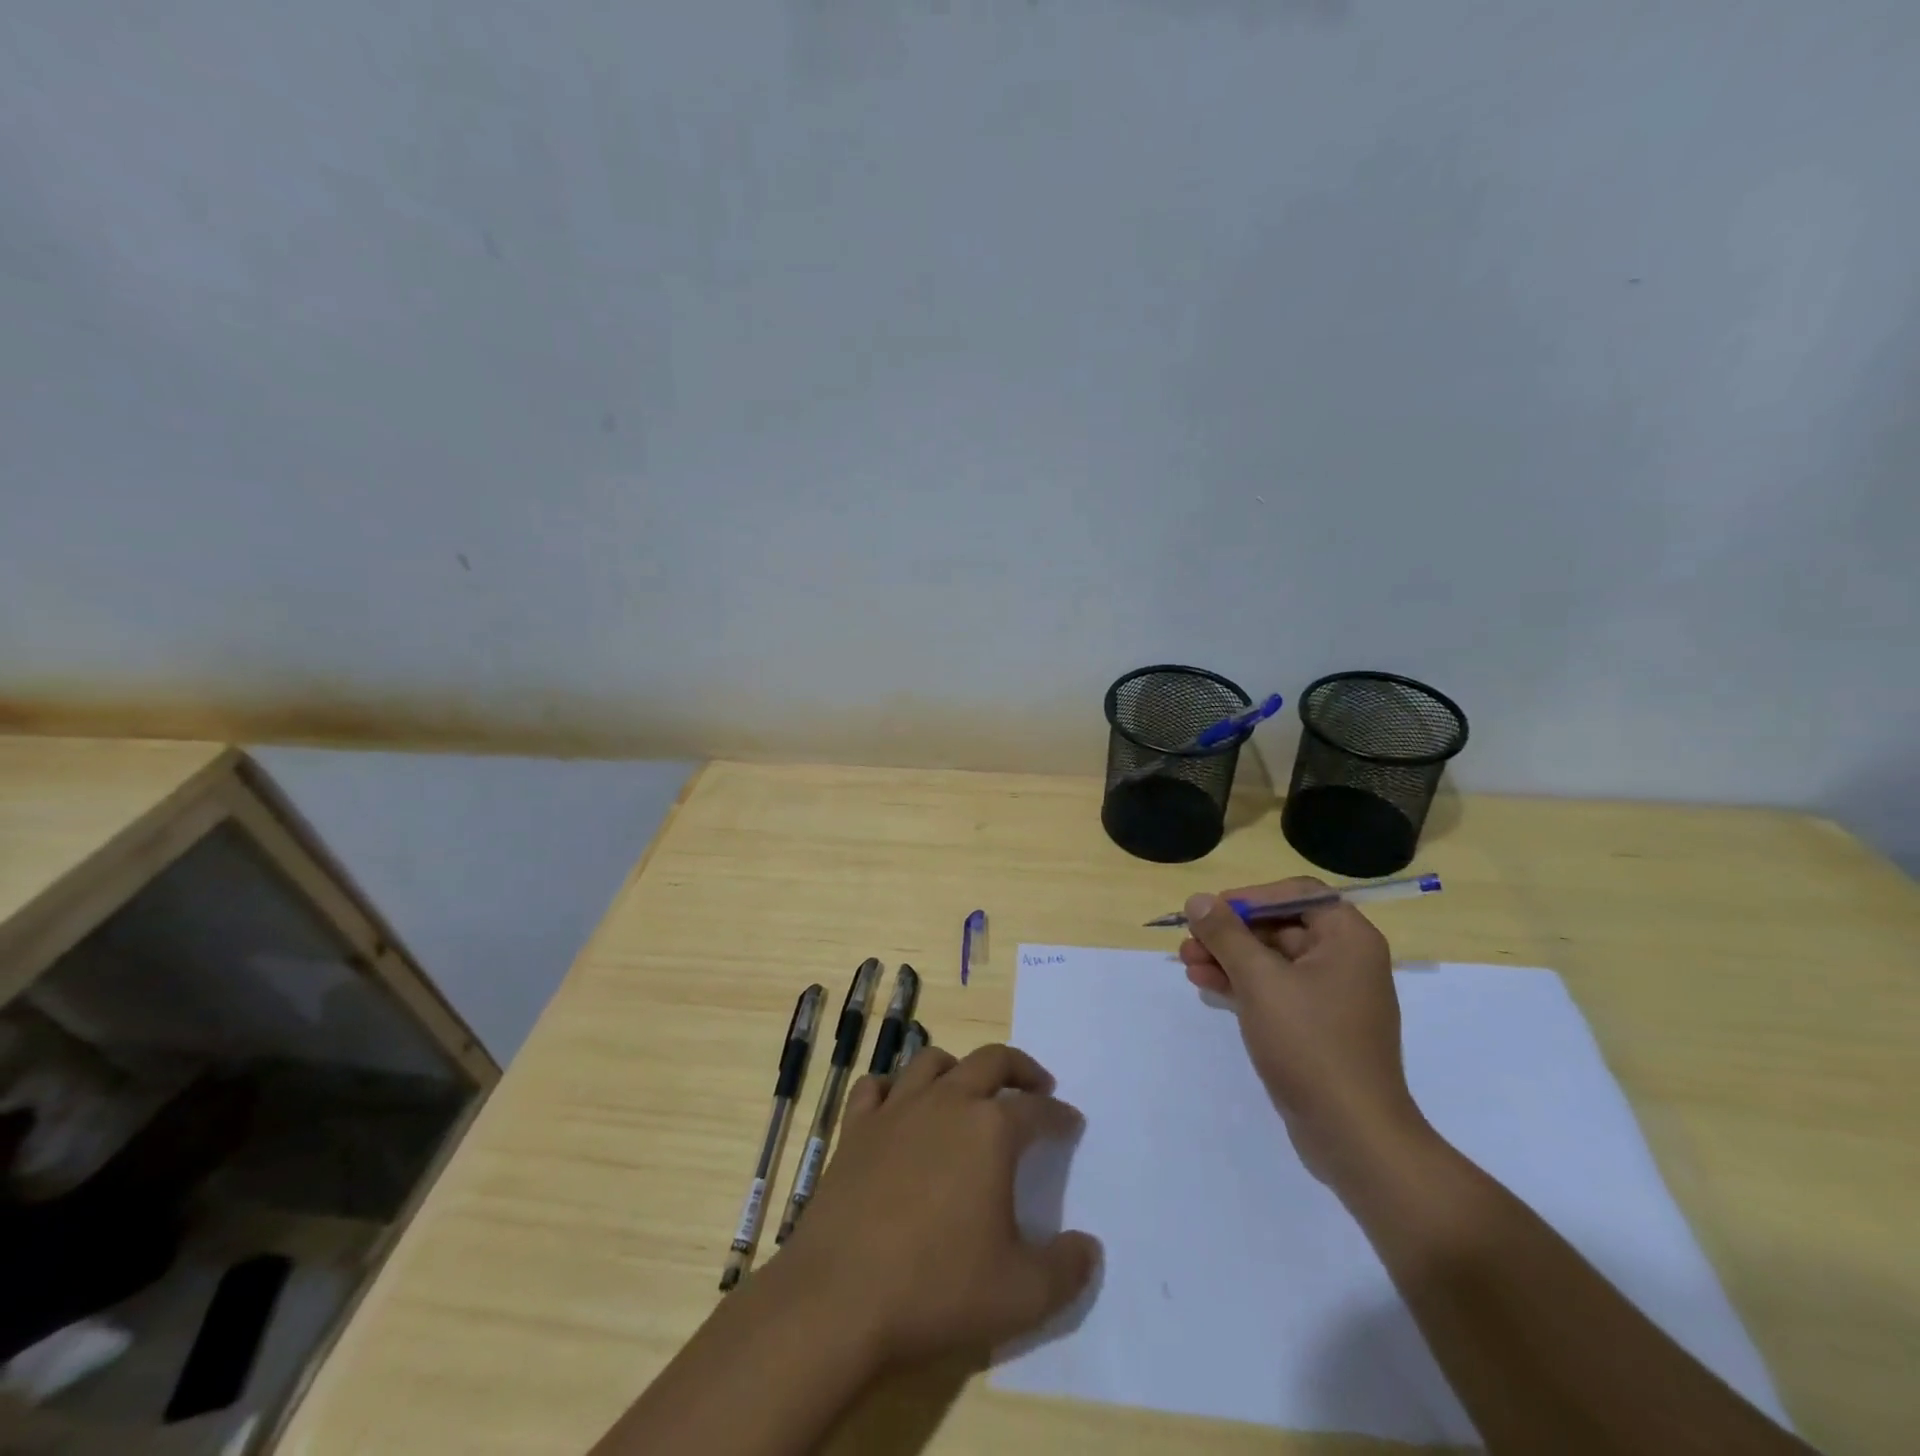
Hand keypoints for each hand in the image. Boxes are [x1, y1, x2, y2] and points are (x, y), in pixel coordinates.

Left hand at [773, 1044, 1098, 1371]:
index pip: (1037, 1109)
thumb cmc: (937, 1289)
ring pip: (931, 1061)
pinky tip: (898, 1108)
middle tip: (1036, 1085)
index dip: (1059, 1115)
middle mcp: (946, 1102)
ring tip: (967, 1091)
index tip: (1071, 1123)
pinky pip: (875, 1088)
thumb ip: (1066, 1271)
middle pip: (990, 1060)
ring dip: (957, 1069)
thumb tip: (1090, 1248)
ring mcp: (896, 1110)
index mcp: (990, 1130)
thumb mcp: (1021, 1296)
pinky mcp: (855, 1128)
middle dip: (1020, 1068)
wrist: (840, 1298)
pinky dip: (892, 1089)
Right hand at [1179, 879, 1429, 1189]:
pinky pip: (1275, 989)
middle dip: (1230, 932)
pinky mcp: (1316, 1026)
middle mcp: (1345, 959)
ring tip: (1187, 963)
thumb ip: (1226, 935)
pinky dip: (1242, 984)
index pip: (1296, 893)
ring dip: (1228, 957)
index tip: (1212, 912)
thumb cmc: (1310, 1044)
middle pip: (1279, 925)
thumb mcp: (1260, 981)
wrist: (1352, 1134)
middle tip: (1189, 940)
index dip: (1250, 897)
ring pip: (1272, 959)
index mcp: (1348, 938)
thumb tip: (1198, 899)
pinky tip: (1205, 985)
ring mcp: (1331, 995)